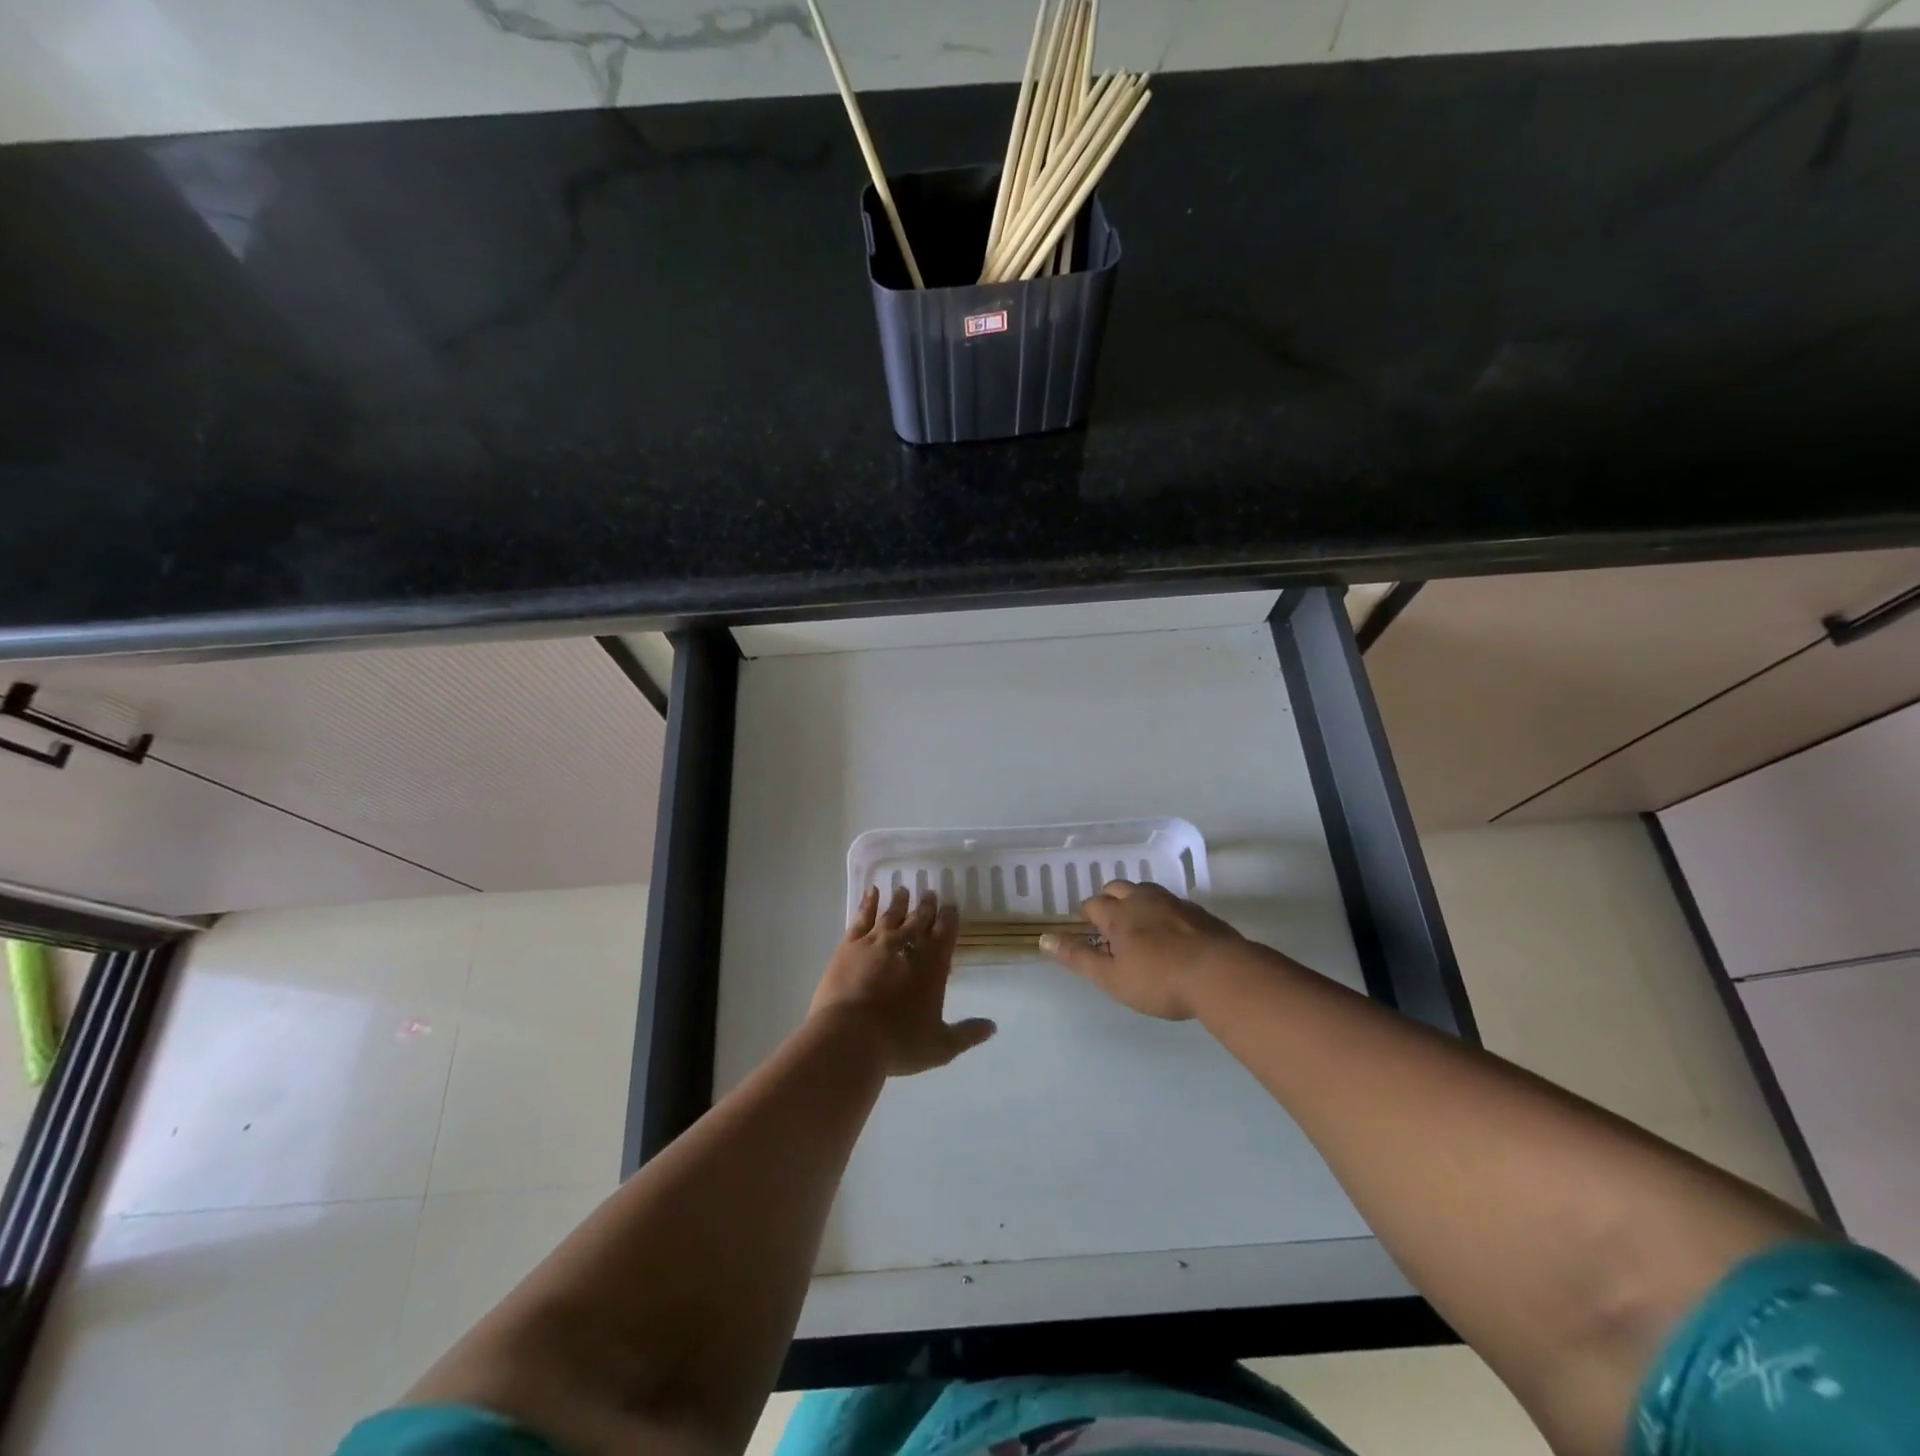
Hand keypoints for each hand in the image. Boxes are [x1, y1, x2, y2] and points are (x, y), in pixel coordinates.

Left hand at [810, 886, 996, 1075]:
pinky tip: (871, 893)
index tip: (951, 906)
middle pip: (919, 919)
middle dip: (926, 907)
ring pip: (891, 915)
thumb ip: (966, 1033)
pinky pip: (861, 918)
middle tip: (930, 893)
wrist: (848, 1039)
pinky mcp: (849, 946)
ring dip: (899, 902)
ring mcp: (875, 943)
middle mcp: (906, 947)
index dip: (949, 918)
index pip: (945, 934)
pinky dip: (868, 904)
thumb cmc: (898, 1044)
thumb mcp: (940, 1046)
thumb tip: (992, 1027)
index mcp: (931, 967)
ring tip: (903, 890)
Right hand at [1041, 880, 1243, 1019]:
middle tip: (1110, 924)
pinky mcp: (1198, 912)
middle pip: (1118, 888)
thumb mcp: (1112, 978)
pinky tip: (1170, 932)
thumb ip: (1078, 958)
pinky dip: (1162, 911)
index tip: (1088, 930)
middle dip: (1109, 900)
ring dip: (1136, 901)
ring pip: (1146, 890)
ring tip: (1138, 924)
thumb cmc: (1159, 981)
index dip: (1087, 915)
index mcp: (1118, 914)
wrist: (1221, 974)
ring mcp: (1173, 902)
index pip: (1093, 904)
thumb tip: (1043, 939)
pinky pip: (1171, 902)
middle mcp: (1143, 900)